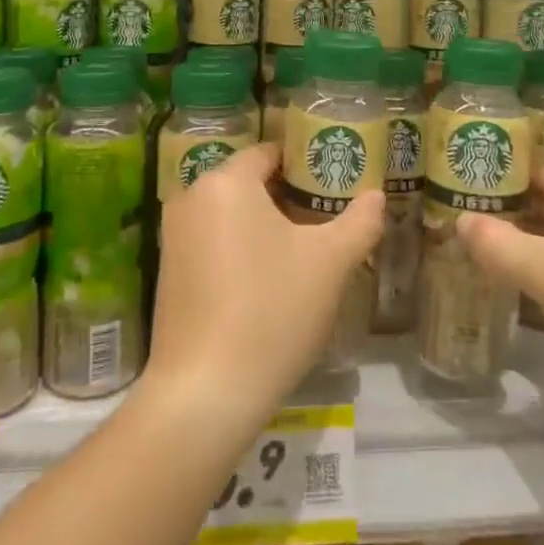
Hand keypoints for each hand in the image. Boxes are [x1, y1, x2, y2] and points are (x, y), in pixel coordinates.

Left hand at [147, 144, 382, 423]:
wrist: (205, 392)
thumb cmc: (272, 310)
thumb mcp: (330, 263)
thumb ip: (360, 221)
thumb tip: (376, 196)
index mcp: (226, 181)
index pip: (270, 152)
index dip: (306, 164)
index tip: (334, 184)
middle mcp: (191, 197)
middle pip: (249, 182)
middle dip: (288, 197)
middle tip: (327, 220)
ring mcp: (174, 235)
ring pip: (231, 213)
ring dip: (265, 224)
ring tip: (304, 252)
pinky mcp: (167, 271)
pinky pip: (212, 240)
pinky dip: (240, 248)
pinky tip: (268, 281)